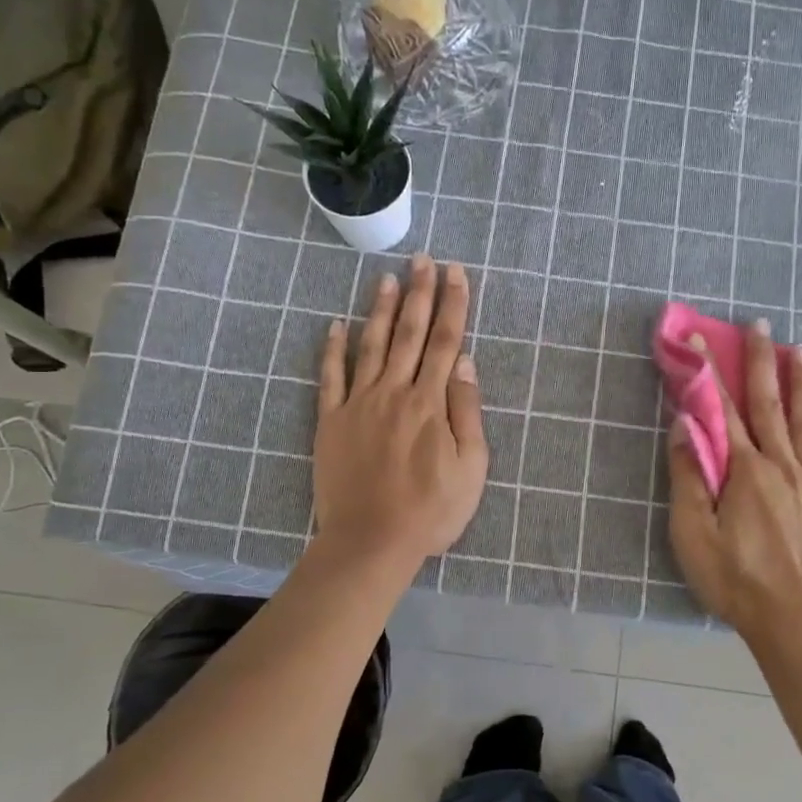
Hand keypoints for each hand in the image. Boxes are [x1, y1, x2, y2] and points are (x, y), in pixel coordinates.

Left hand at [313, 256, 488, 569]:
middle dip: (419, 294)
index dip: (453, 305)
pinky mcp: (330, 421)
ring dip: (381, 310)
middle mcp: (394, 392)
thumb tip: (465, 362)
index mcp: (431, 403)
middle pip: (410, 334)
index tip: (456, 273)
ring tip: (387, 278)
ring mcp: (358, 404)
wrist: (371, 542)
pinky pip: (330, 377)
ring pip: (371, 346)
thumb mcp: (471, 468)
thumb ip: (467, 412)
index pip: (446, 342)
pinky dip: (332, 349)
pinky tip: (336, 324)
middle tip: (423, 260)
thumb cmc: (430, 511)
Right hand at [666, 320, 801, 641]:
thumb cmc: (736, 581)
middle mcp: (782, 466)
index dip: (709, 373)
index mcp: (745, 471)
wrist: (796, 623)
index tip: (700, 339)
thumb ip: (689, 477)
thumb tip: (686, 425)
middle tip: (762, 325)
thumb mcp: (694, 534)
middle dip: (762, 362)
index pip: (722, 411)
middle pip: (770, 405)